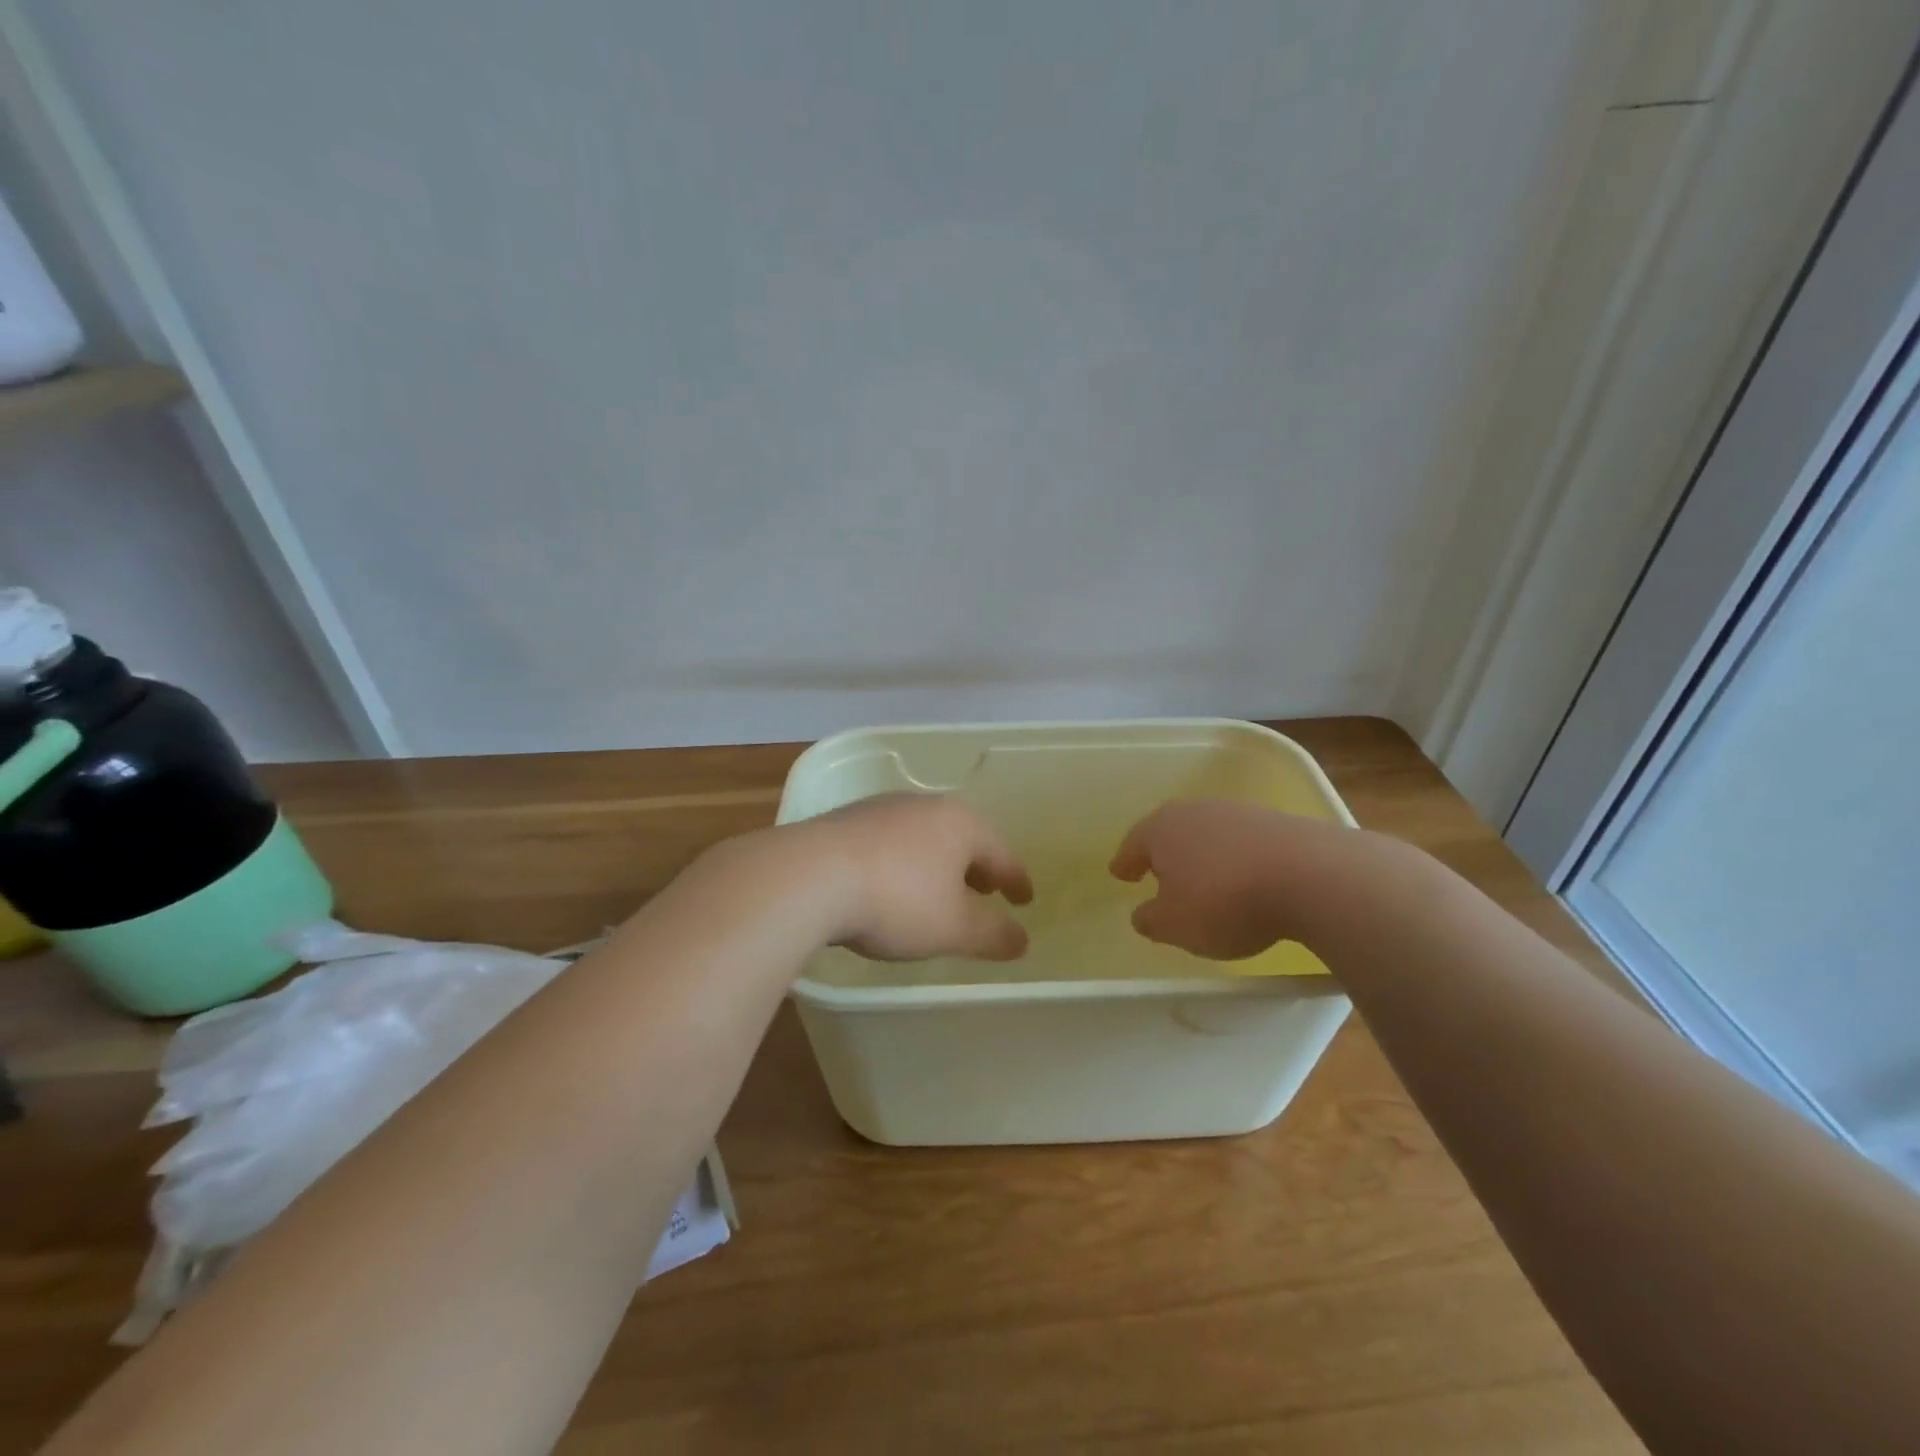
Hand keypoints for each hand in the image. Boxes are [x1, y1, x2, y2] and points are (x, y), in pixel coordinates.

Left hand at [801, 793, 1033, 961]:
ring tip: (938, 890)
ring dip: (938, 864)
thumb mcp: (953, 928)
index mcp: (960, 824)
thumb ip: (993, 935)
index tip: (1025, 899)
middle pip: (962, 837)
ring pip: (924, 837)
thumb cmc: (897, 900)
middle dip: (976, 867)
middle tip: (986, 891)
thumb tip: (1022, 940)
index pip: (1001, 853)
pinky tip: (890, 884)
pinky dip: (903, 863)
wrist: (809, 876)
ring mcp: (882, 809)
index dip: (1016, 880)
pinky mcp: (846, 821)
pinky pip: (890, 842)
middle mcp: (924, 806)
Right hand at [1110, 799, 1361, 959]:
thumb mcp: (1175, 925)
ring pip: (1209, 833)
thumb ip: (1151, 920)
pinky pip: (1243, 842)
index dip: (1125, 862)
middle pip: (1171, 831)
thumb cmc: (1225, 901)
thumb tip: (1142, 914)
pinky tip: (1244, 877)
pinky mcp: (1278, 823)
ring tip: (1203, 877)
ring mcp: (1239, 813)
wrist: (1311, 876)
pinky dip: (1236, 858)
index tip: (1119, 872)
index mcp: (1162, 829)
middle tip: (1155, 870)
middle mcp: (1196, 811)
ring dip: (1203, 853)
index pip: (1134, 845)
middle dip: (1163, 851)